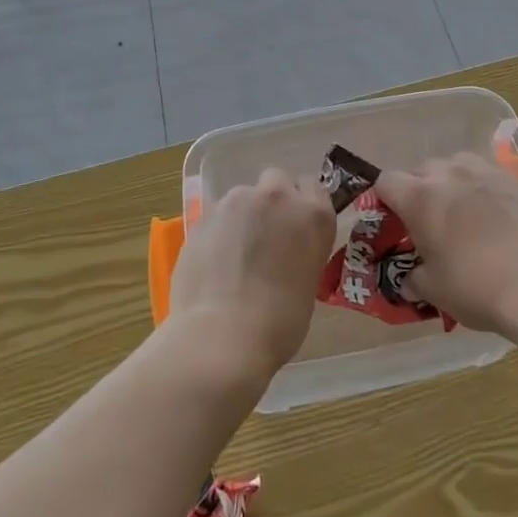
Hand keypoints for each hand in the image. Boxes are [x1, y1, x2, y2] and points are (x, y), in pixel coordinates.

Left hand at [169, 168, 334, 378]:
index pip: (313, 188)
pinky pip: (217, 217)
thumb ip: (300, 250)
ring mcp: (236, 202)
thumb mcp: (308, 282)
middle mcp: (277, 197)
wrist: (223, 336)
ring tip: (235, 255)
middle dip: (272, 201)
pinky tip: (214, 265)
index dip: (303, 207)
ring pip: (242, 197)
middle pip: (276, 180)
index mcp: (313, 214)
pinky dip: (218, 233)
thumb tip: (284, 251)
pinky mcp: (203, 216)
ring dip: (243, 216)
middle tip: (266, 236)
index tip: (296, 228)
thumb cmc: (280, 323)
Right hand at [376, 152, 517, 335]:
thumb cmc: (477, 287)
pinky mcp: (517, 180)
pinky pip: (489, 176)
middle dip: (420, 191)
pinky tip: (497, 216)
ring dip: (453, 183)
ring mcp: (486, 172)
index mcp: (419, 198)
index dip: (385, 199)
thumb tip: (409, 280)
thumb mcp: (434, 291)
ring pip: (458, 165)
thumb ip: (414, 279)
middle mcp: (449, 174)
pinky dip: (484, 190)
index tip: (393, 221)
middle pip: (422, 169)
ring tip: (464, 213)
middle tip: (430, 223)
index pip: (386, 181)